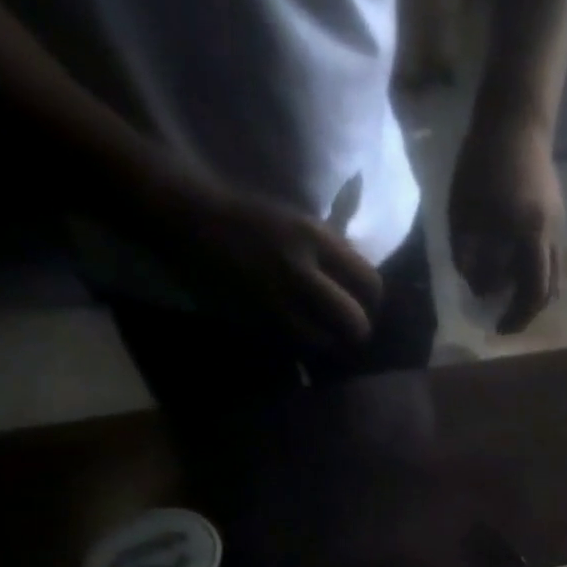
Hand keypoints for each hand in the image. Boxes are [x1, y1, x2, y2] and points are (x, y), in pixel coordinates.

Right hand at [146, 168, 382, 355]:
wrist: (191, 219)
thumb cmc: (253, 219)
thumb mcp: (303, 223)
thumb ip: (335, 252)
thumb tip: (366, 286)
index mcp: (316, 238)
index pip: (369, 282)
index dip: (374, 301)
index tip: (368, 305)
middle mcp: (298, 269)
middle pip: (353, 320)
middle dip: (359, 331)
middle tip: (353, 332)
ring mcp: (273, 297)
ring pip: (323, 342)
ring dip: (331, 346)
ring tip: (330, 341)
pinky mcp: (251, 316)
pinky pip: (290, 345)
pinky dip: (302, 348)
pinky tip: (302, 341)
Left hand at [447, 114, 562, 332]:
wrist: (515, 123)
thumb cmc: (482, 165)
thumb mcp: (464, 211)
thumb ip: (469, 254)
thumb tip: (478, 289)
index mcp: (530, 235)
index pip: (531, 291)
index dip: (516, 315)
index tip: (496, 327)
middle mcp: (551, 237)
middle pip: (548, 290)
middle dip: (527, 312)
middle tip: (505, 321)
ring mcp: (558, 226)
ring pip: (554, 275)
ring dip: (533, 294)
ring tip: (508, 299)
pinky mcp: (557, 217)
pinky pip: (550, 257)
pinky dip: (534, 273)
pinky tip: (513, 270)